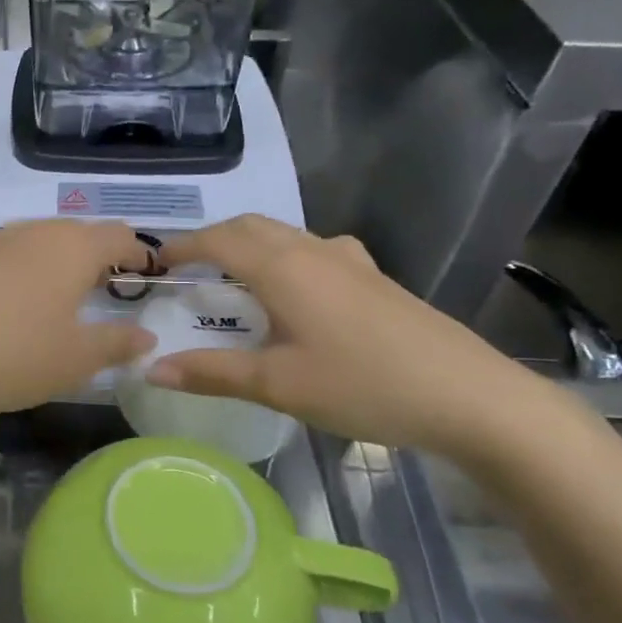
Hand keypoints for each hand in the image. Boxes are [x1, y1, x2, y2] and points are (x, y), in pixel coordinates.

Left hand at [0, 221, 155, 414]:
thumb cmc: (9, 354)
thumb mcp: (73, 360)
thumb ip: (115, 344)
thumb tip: (145, 335)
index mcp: (71, 248)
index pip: (120, 236)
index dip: (139, 254)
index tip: (148, 276)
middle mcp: (32, 232)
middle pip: (77, 233)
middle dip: (96, 257)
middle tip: (105, 290)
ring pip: (36, 242)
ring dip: (54, 263)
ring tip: (57, 298)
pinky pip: (2, 257)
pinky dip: (18, 273)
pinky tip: (6, 306)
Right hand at [147, 216, 543, 462]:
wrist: (470, 396)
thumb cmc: (363, 385)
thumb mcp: (278, 384)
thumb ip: (212, 372)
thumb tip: (151, 368)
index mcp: (282, 268)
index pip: (218, 240)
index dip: (182, 247)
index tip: (154, 261)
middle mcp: (313, 250)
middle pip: (251, 226)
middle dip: (213, 238)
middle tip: (187, 266)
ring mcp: (350, 261)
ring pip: (285, 235)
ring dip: (249, 243)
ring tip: (231, 274)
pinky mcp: (375, 278)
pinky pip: (314, 250)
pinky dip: (283, 255)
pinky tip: (295, 289)